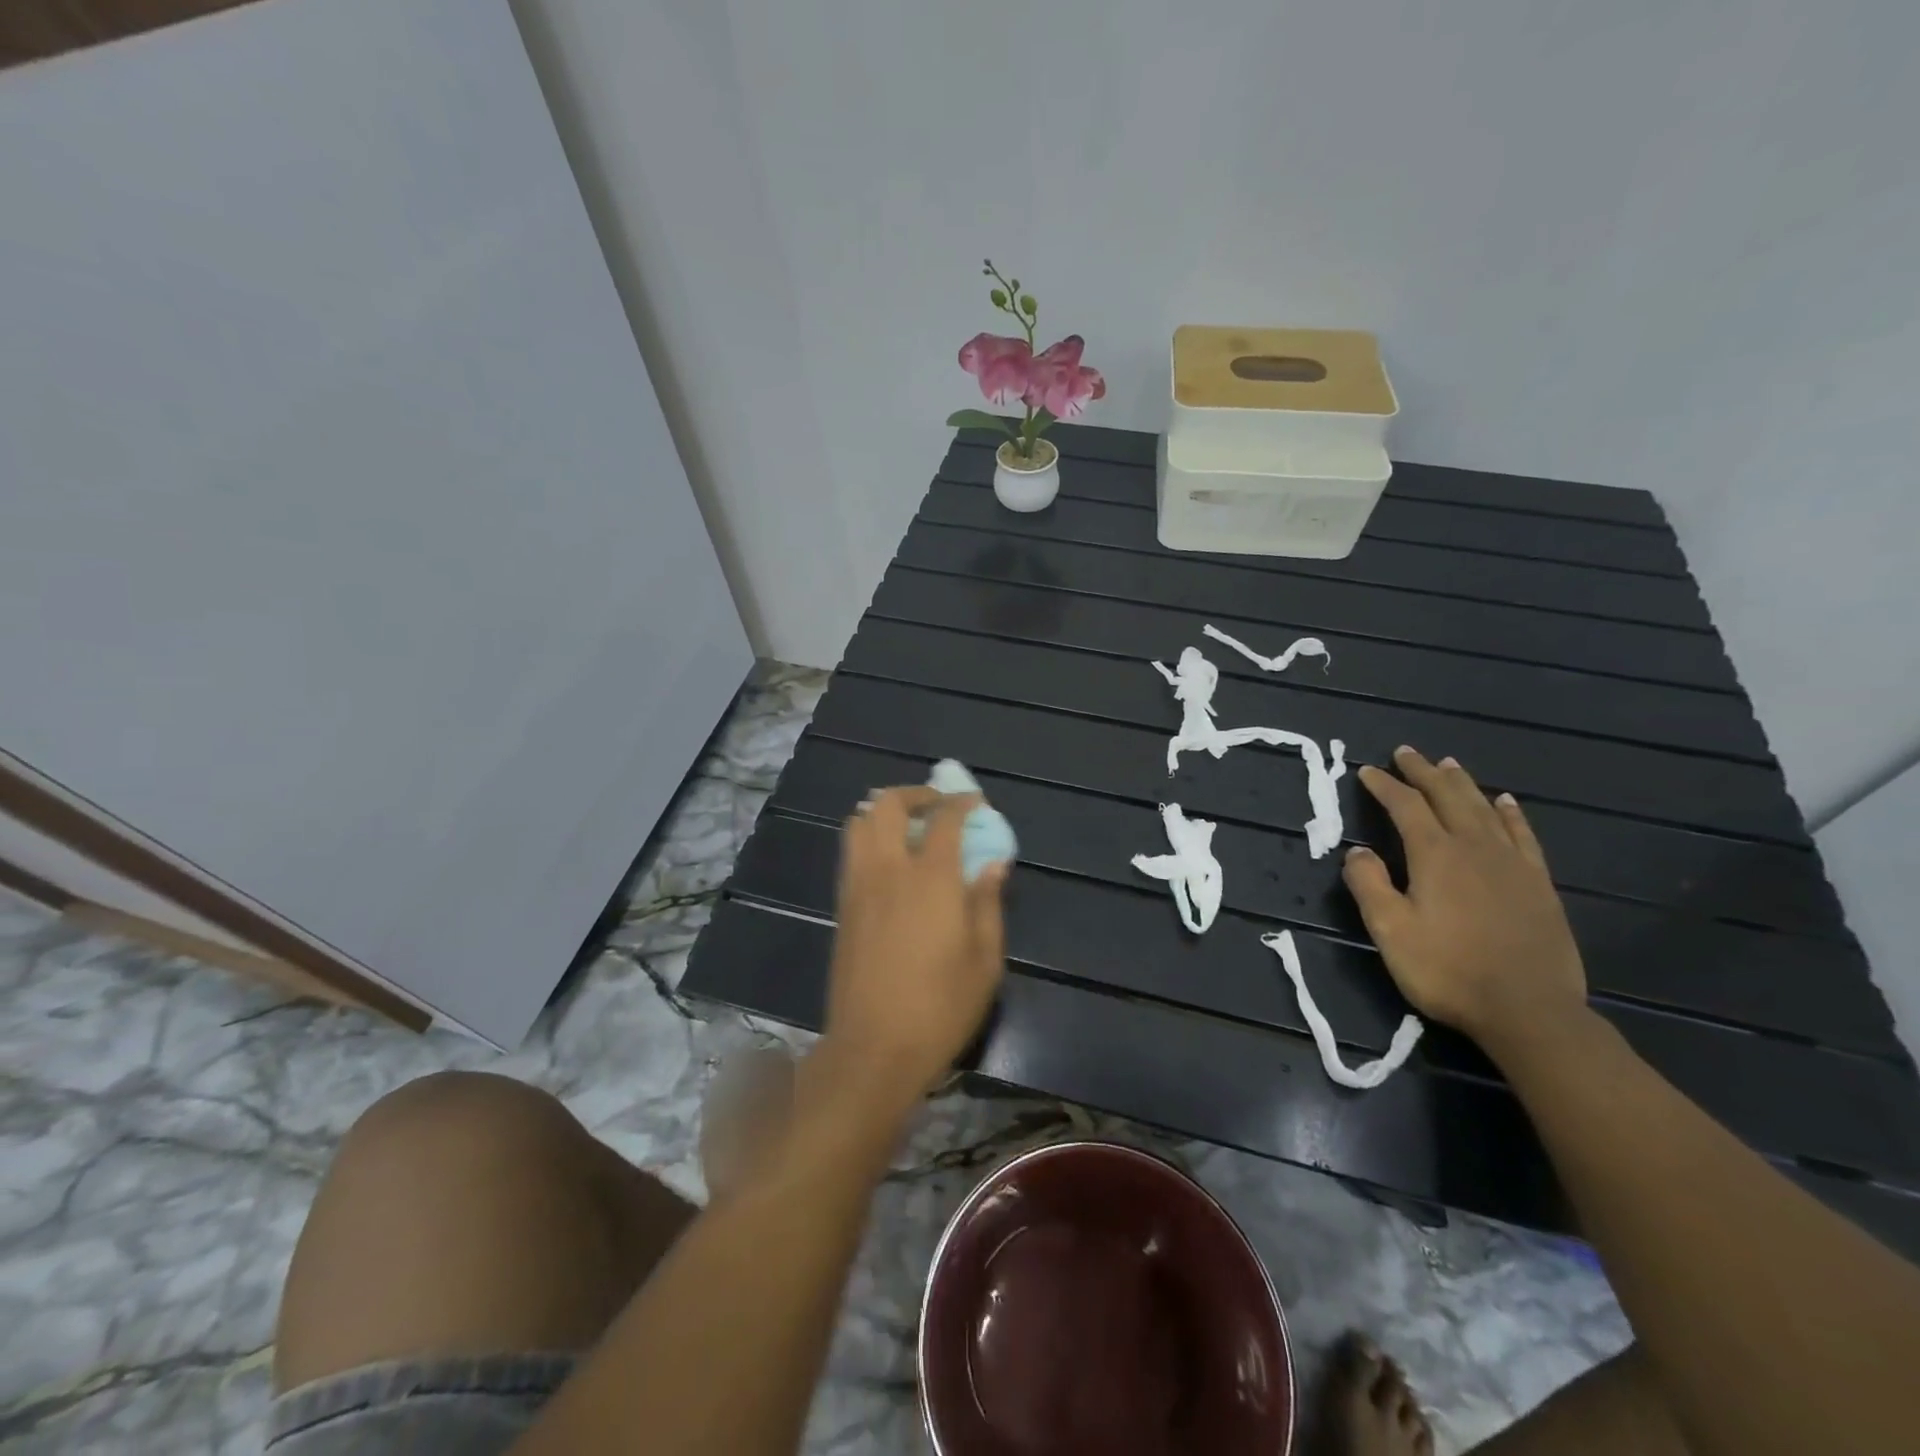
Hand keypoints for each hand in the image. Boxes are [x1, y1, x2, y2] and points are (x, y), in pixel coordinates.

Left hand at [825, 786, 1008, 1104]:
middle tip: (938, 807)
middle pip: (888, 805)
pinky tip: (891, 864)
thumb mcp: (984, 960)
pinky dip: (870, 839)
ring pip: (859, 823)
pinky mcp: (842, 907)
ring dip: (884, 812)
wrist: (873, 1049)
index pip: (943, 818)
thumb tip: (993, 864)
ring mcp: (858, 886)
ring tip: (909, 828)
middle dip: (915, 794)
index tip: (975, 803)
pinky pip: (851, 852)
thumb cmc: (940, 1007)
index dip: (961, 802)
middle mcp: (888, 870)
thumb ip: (988, 904)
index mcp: (930, 879)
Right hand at [1342, 747, 1588, 1054]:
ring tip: (1448, 764)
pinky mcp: (1538, 885)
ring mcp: (1512, 864)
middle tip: (1407, 752)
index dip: (1385, 786)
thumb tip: (1357, 851)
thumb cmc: (1448, 971)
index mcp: (1435, 855)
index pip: (1405, 806)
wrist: (1529, 1012)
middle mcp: (1475, 848)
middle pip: (1447, 797)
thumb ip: (1369, 885)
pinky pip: (1522, 835)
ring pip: (1484, 809)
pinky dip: (1510, 813)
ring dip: (1463, 784)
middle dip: (1423, 773)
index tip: (1367, 771)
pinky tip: (1504, 802)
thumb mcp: (1390, 931)